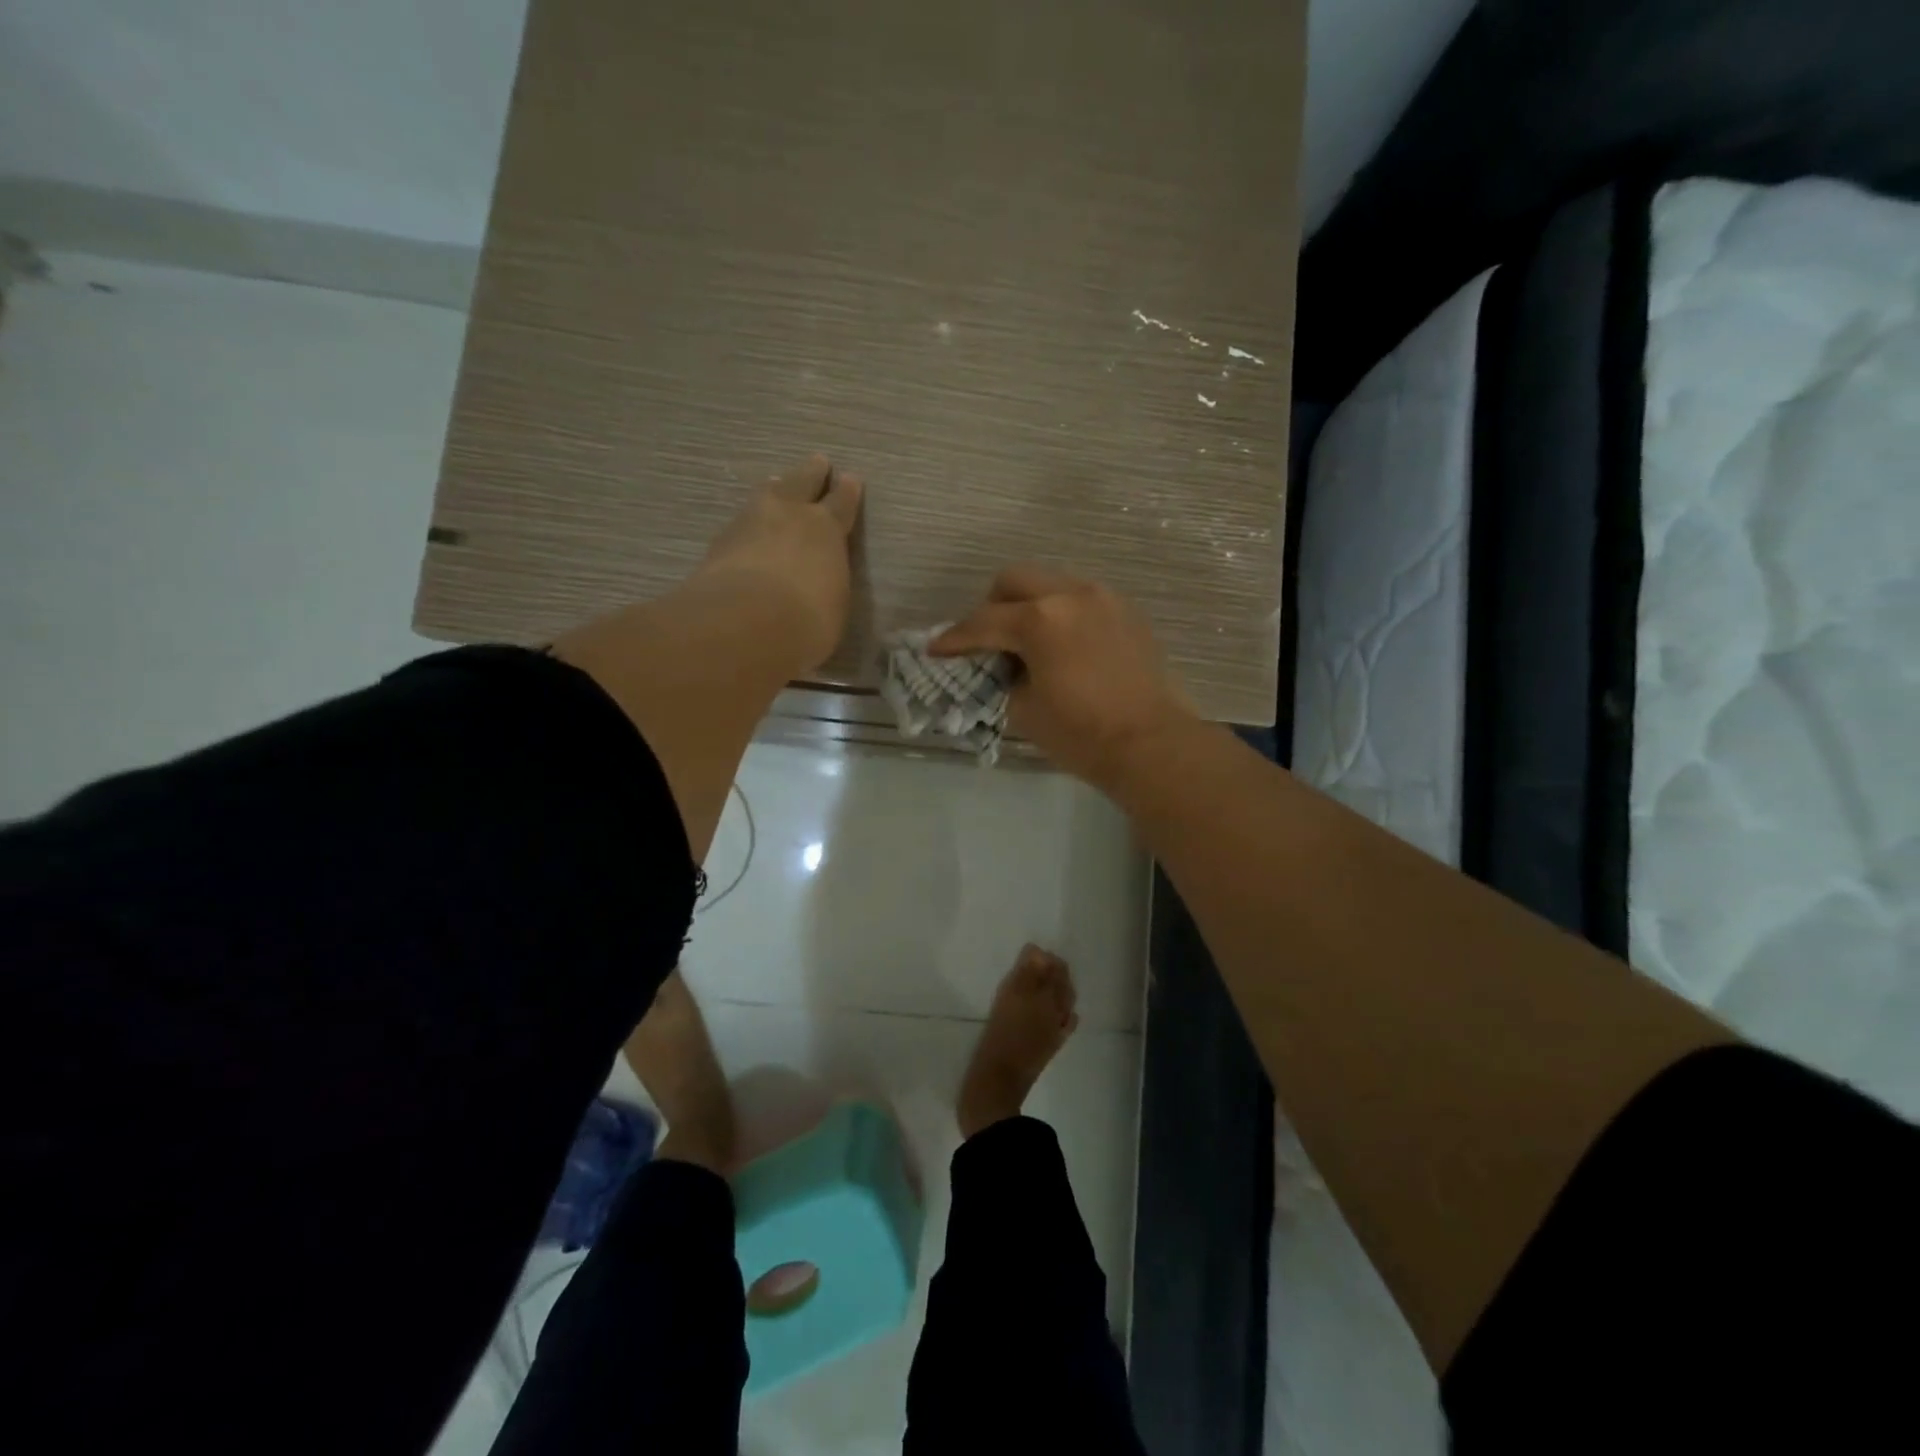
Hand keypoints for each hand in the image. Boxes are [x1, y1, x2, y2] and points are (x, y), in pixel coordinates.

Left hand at [698, 455, 862, 671]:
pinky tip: (748, 529)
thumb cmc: (807, 621)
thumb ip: (828, 584)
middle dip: (812, 473)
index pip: (842, 503)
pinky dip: (749, 523)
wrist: (744, 624)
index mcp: (826, 529)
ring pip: (766, 494)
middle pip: (802, 482)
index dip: (848, 492)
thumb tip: (820, 583)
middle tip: (818, 462)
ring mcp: (749, 522)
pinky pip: (741, 522)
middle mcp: (789, 514)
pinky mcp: (720, 542)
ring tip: (776, 485)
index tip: (851, 479)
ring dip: (775, 490)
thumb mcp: (834, 606)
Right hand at [933, 567, 1194, 791]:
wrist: (1151, 744)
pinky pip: (1082, 601)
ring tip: (1028, 644)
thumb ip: (1005, 677)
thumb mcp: (1024, 710)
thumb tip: (1007, 667)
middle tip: (986, 641)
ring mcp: (1104, 599)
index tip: (937, 650)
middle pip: (1015, 580)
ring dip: (1030, 607)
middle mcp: (1071, 595)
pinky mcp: (1127, 613)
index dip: (955, 638)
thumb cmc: (1081, 734)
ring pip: (1052, 585)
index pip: (983, 622)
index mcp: (1040, 619)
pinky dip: (1062, 616)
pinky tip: (1063, 648)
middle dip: (992, 606)